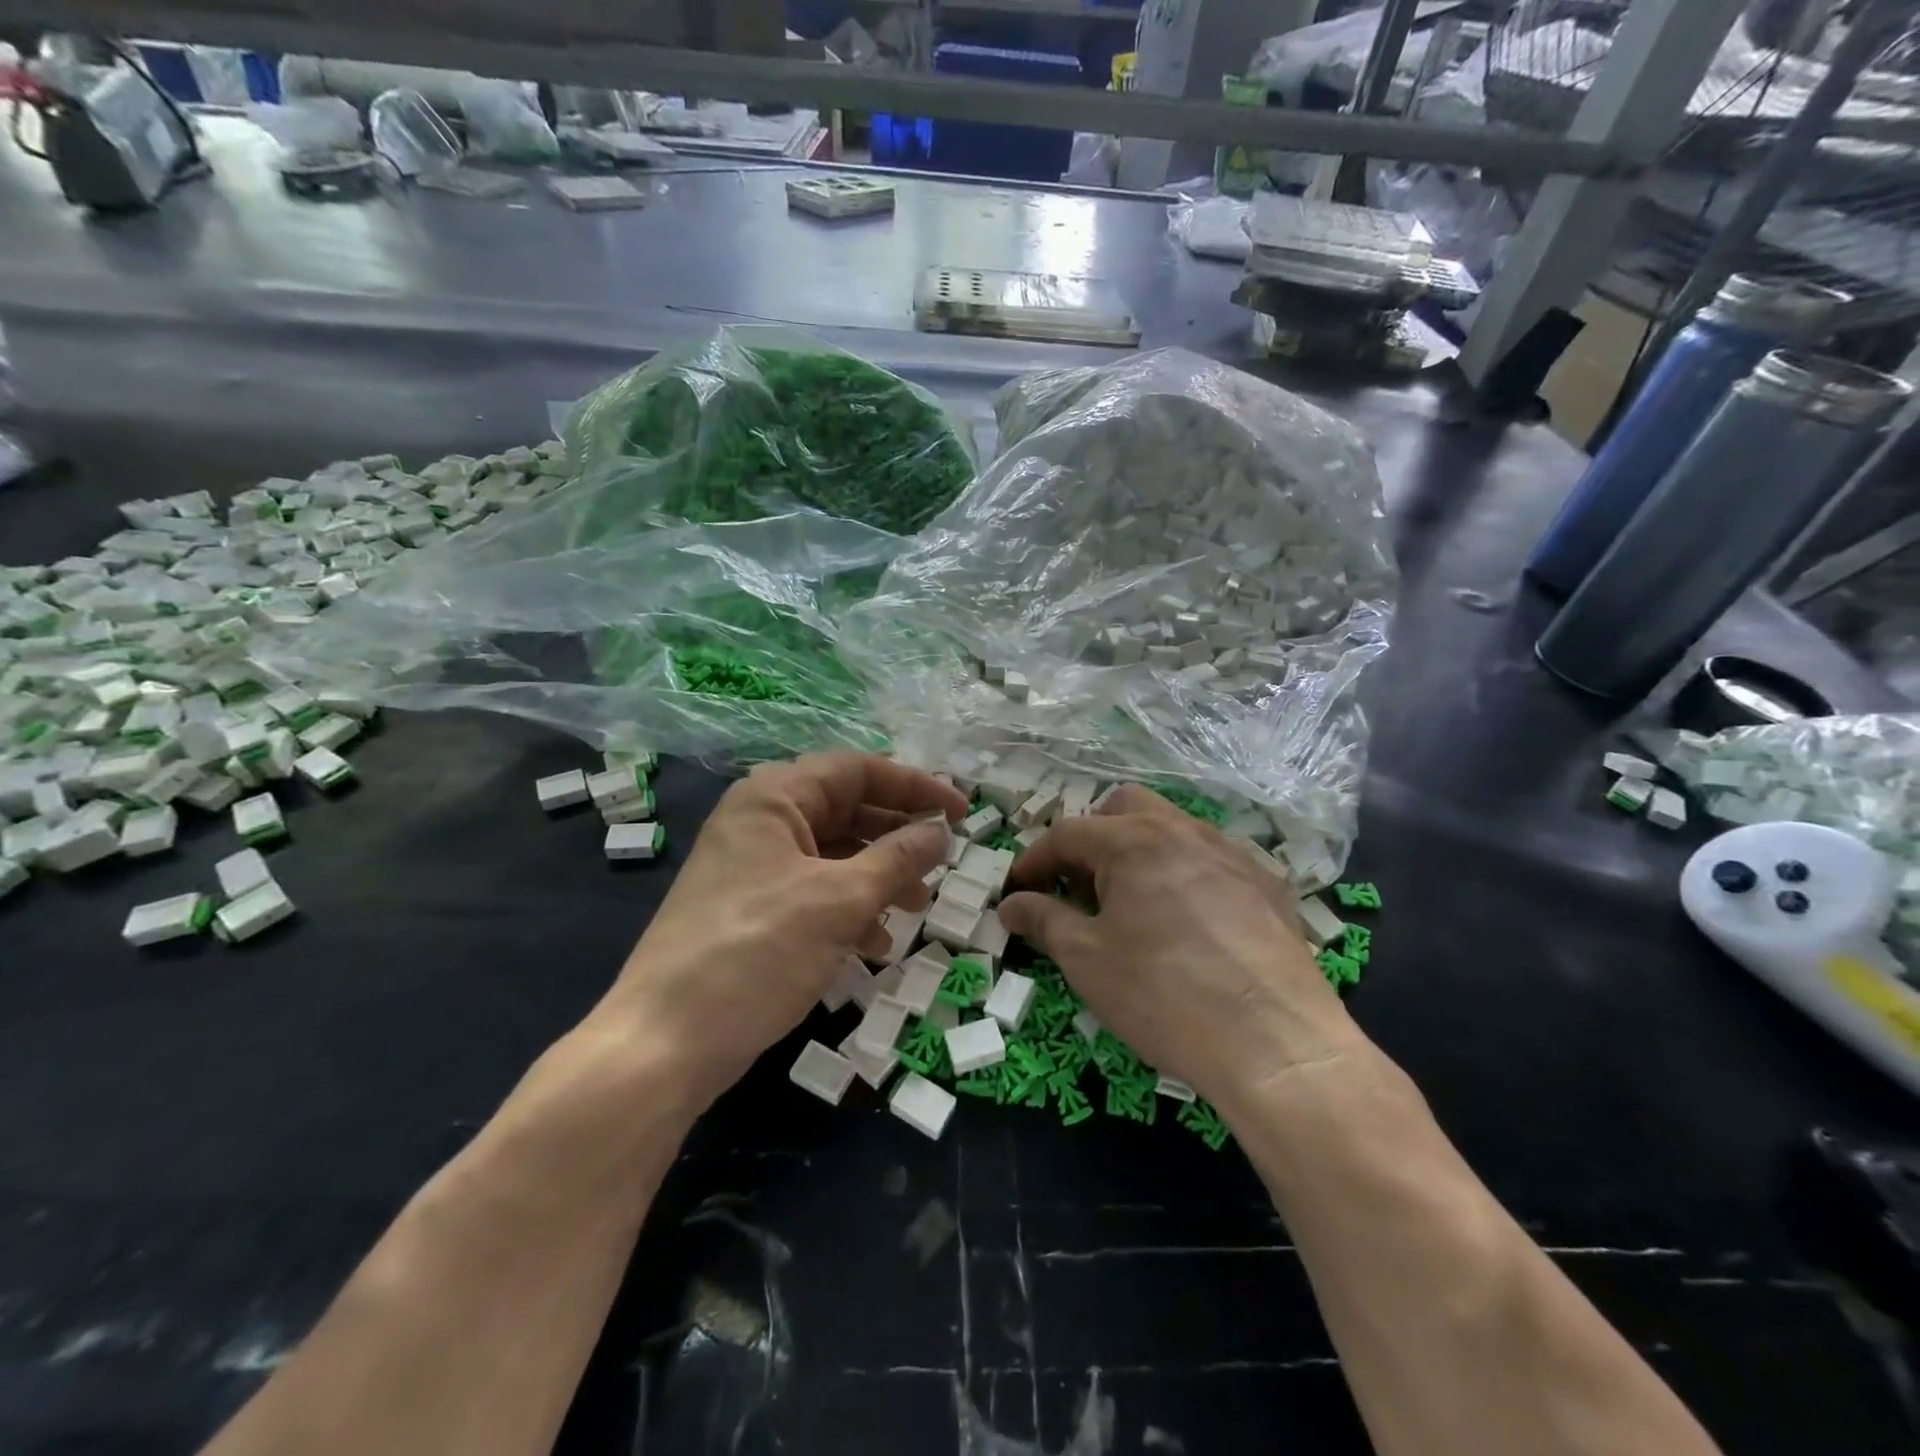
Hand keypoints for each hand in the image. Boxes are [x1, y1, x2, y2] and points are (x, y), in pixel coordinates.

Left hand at [595, 753, 967, 1109]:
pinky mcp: (754, 909)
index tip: (963, 813)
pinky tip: (874, 944)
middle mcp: (762, 821)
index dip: (915, 788)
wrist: (666, 1042)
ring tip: (916, 907)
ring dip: (879, 876)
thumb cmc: (757, 952)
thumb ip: (897, 859)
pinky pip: (815, 892)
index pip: (858, 771)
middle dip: (898, 837)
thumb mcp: (839, 901)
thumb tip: (941, 832)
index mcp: (774, 797)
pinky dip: (850, 909)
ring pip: (835, 855)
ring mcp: (755, 867)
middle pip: (847, 810)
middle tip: (943, 860)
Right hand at [997, 786, 1357, 1108]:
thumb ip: (1043, 920)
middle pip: (1123, 809)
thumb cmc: (1163, 994)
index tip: (1019, 891)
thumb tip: (1011, 903)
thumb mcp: (1086, 959)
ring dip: (1139, 852)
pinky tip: (1188, 923)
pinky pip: (1211, 859)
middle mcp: (1183, 830)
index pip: (1067, 834)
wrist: (1276, 1042)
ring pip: (1172, 828)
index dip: (1034, 860)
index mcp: (1133, 841)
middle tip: (1079, 887)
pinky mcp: (1268, 883)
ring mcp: (1232, 853)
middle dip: (1091, 838)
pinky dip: (1183, 873)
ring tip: (1132, 905)